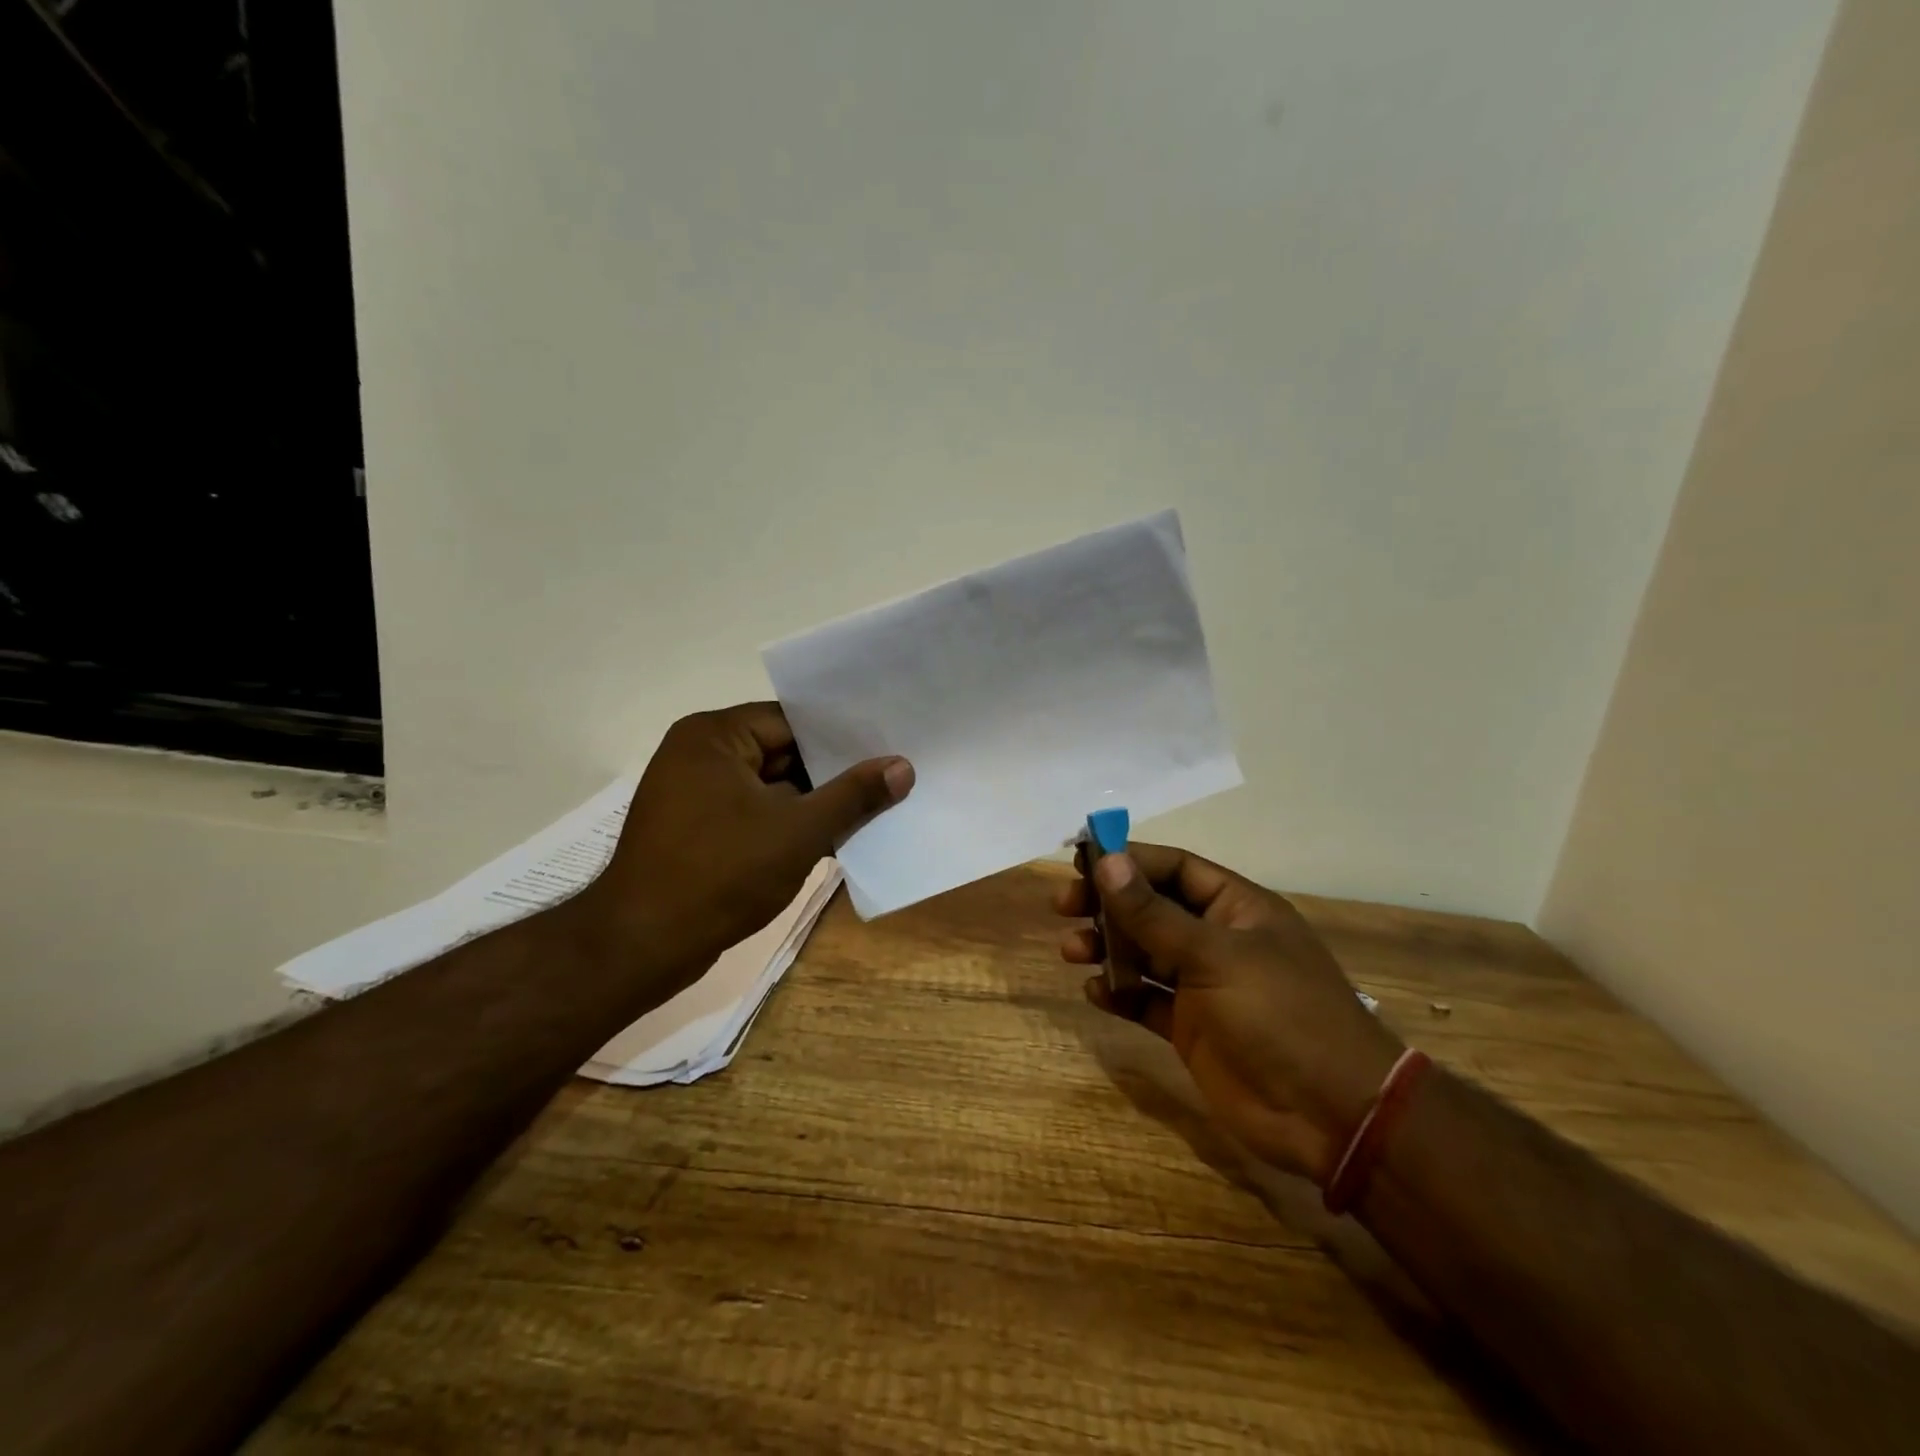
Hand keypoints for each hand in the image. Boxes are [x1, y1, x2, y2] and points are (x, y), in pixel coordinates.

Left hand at [579, 702, 912, 983]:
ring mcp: (695, 794)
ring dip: (814, 803)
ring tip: (875, 807)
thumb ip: (853, 796)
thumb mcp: (798, 831)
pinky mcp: (697, 830)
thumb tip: (903, 766)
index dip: (843, 737)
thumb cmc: (720, 875)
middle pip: (783, 753)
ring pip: (772, 787)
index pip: (793, 721)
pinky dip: (788, 825)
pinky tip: (834, 838)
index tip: (889, 745)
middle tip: (891, 777)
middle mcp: (700, 754)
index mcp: (714, 736)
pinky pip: (755, 813)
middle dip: (833, 773)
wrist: (641, 947)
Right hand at [1054, 843, 1402, 1183]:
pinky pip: (1145, 1000)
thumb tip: (1106, 861)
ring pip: (1144, 954)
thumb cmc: (1280, 1014)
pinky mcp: (1191, 1028)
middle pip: (1152, 908)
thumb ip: (1154, 913)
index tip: (1080, 859)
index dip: (1128, 859)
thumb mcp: (1214, 956)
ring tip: (1072, 951)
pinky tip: (1095, 994)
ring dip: (1107, 948)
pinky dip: (1119, 994)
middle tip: (1064, 906)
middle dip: (1108, 904)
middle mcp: (1217, 940)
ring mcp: (1203, 986)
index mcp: (1236, 908)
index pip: (1174, 868)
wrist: (1330, 1115)